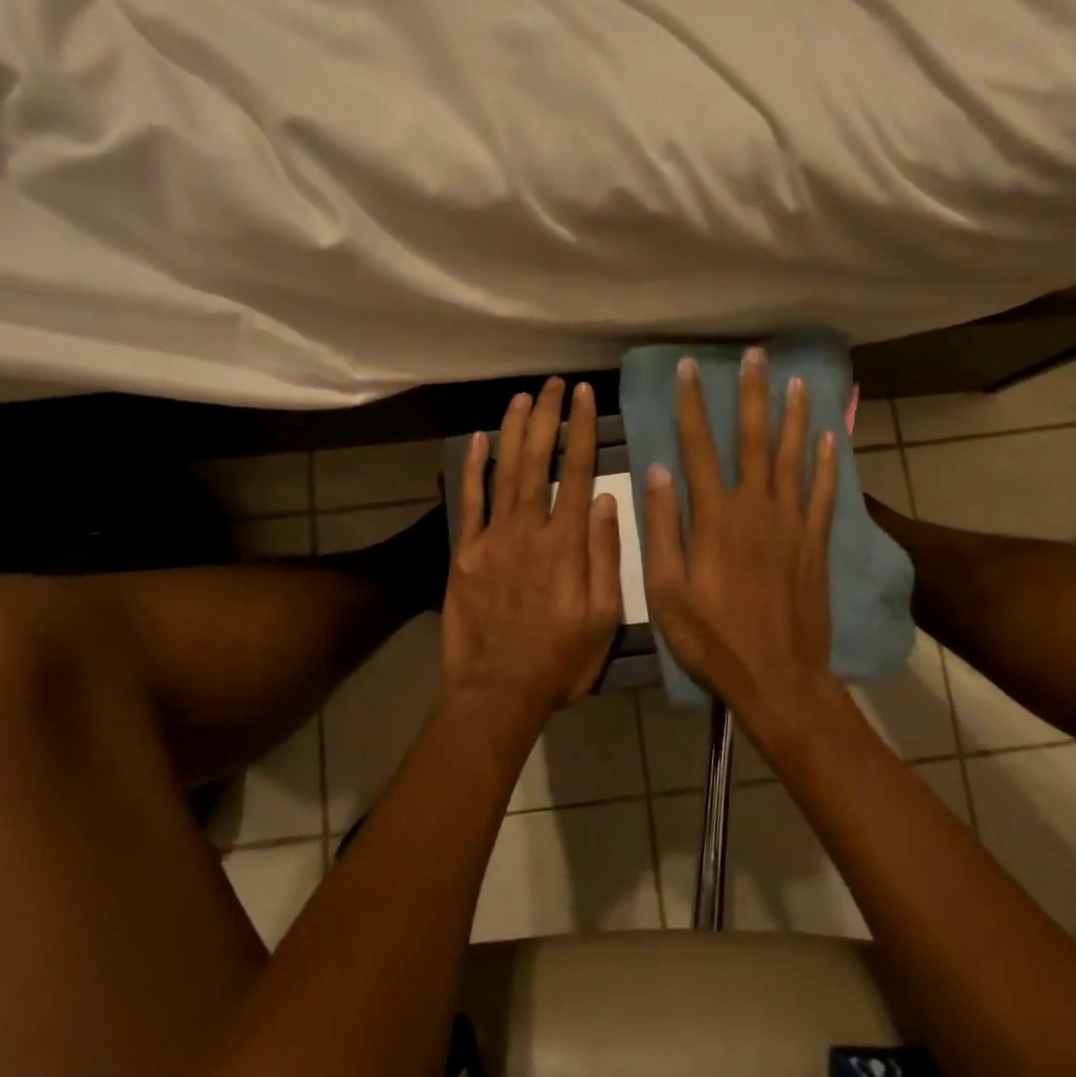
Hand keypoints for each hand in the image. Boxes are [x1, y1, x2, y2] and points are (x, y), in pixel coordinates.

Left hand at [442, 378, 624, 735]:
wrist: (497, 692)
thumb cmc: (560, 660)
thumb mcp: (604, 618)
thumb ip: (606, 556)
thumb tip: (610, 501)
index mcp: (568, 544)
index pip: (579, 473)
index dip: (582, 431)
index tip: (584, 397)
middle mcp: (530, 530)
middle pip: (540, 461)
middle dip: (548, 418)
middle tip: (553, 383)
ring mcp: (493, 538)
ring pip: (505, 472)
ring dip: (514, 431)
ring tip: (522, 397)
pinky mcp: (465, 552)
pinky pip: (470, 502)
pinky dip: (473, 468)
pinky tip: (478, 439)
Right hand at [643, 350, 839, 732]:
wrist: (779, 679)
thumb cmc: (712, 638)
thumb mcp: (667, 590)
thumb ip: (664, 527)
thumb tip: (658, 470)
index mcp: (715, 517)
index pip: (698, 447)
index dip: (692, 405)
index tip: (689, 369)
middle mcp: (756, 508)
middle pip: (754, 440)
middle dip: (752, 395)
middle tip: (755, 356)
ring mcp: (792, 524)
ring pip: (794, 458)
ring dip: (794, 417)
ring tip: (797, 382)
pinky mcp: (816, 544)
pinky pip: (824, 495)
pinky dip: (827, 465)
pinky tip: (831, 439)